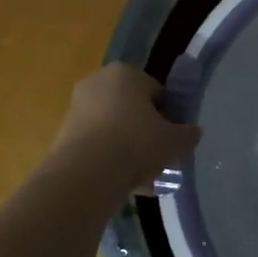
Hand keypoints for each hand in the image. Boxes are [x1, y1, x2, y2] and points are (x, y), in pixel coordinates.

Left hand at [48, 64, 202, 194]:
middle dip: (146, 131)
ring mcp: (77, 108)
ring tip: (144, 176)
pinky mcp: (64, 134)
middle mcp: (98, 83)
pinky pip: (97, 145)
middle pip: (133, 109)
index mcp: (126, 73)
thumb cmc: (137, 143)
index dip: (169, 115)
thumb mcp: (175, 140)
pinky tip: (124, 183)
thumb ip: (188, 134)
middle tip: (160, 156)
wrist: (87, 172)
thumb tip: (193, 133)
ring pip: (114, 129)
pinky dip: (110, 160)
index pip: (157, 91)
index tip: (174, 137)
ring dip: (128, 148)